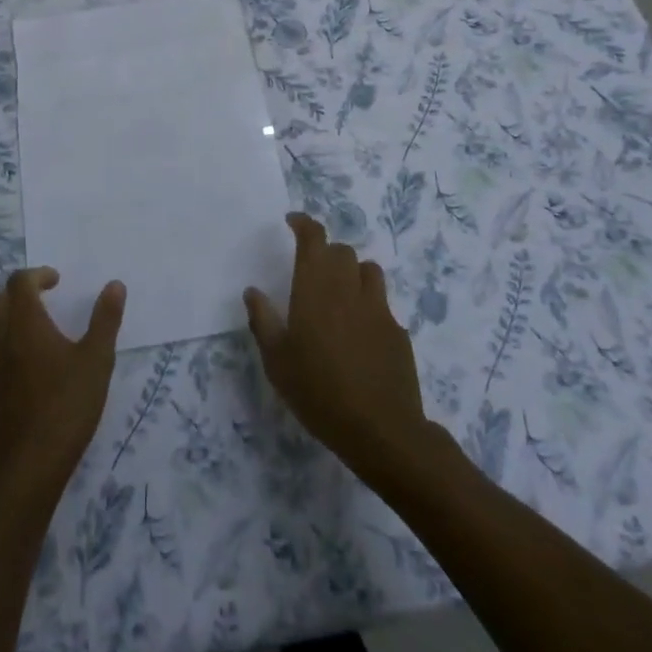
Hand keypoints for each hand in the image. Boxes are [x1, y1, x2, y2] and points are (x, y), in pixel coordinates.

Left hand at [0, 267, 124, 507]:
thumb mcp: (97, 361)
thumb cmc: (66, 407)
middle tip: (43, 300)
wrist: (26, 468)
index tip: (56, 281)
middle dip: (18, 293)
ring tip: (30, 329)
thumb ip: (105, 319)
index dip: (37, 275)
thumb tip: (115, 284)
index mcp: (25, 324)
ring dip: (4, 318)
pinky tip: (21, 365)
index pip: (19, 283)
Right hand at [245, 214, 428, 476]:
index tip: (293, 222)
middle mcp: (349, 288)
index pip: (314, 238)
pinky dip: (368, 306)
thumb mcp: (276, 361)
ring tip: (340, 294)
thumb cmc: (318, 391)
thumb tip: (253, 291)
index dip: (304, 224)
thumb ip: (263, 320)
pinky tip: (359, 334)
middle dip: (326, 252)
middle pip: (342, 251)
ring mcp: (379, 308)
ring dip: (352, 273)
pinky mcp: (398, 331)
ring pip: (368, 271)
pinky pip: (382, 305)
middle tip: (312, 270)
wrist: (380, 429)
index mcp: (316, 287)